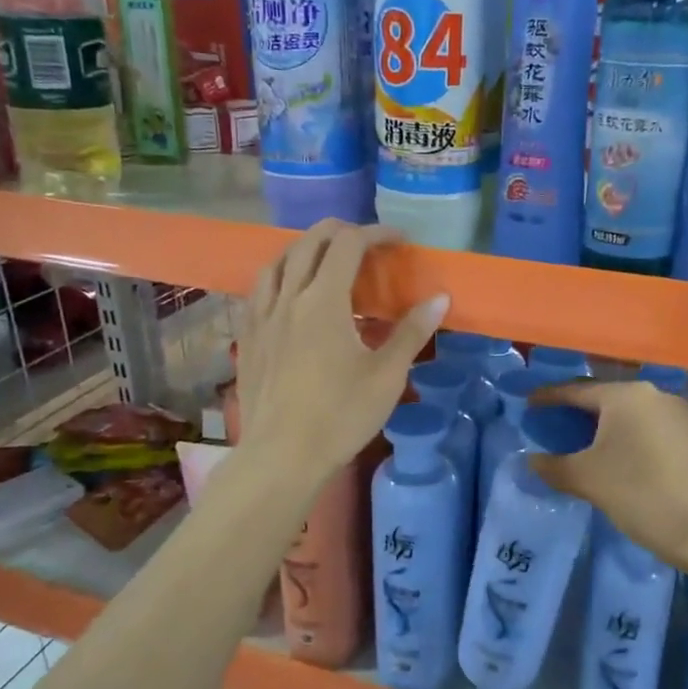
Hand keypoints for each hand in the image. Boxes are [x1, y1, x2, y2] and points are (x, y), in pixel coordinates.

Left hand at [236, 222, 446, 485]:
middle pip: (309, 243)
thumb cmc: (341, 416)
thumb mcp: (386, 375)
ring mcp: (261, 316)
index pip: (348, 245)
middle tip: (366, 242)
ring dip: (305, 248)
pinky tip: (288, 294)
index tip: (398, 240)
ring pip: (277, 262)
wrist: (282, 457)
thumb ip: (411, 332)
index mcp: (324, 301)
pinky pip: (259, 290)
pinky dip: (279, 276)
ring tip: (325, 259)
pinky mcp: (247, 337)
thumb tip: (440, 298)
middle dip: (340, 231)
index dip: (375, 233)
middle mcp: (288, 298)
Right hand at [527, 378, 687, 569]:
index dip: (549, 397)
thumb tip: (531, 460)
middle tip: (550, 427)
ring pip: (627, 415)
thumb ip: (553, 466)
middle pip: (603, 399)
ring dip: (602, 427)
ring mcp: (677, 415)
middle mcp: (652, 395)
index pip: (575, 390)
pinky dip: (625, 438)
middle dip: (575, 412)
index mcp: (625, 395)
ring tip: (579, 444)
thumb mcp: (588, 479)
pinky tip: (615, 458)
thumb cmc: (642, 493)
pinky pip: (646, 429)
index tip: (528, 405)